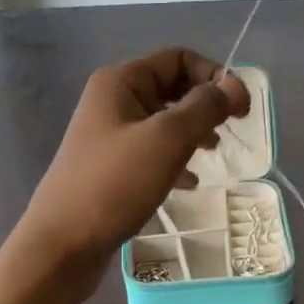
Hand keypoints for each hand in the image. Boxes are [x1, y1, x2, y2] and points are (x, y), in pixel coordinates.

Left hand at [13, 49, 249, 276]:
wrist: (61, 245)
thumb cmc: (115, 184)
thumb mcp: (167, 139)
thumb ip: (205, 107)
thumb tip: (233, 85)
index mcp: (121, 82)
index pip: (178, 58)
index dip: (214, 75)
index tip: (241, 109)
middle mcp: (112, 101)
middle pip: (171, 87)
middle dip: (205, 103)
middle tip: (232, 129)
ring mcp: (109, 136)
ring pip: (163, 121)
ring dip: (193, 131)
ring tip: (214, 153)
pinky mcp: (111, 167)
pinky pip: (152, 151)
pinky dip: (175, 160)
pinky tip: (190, 183)